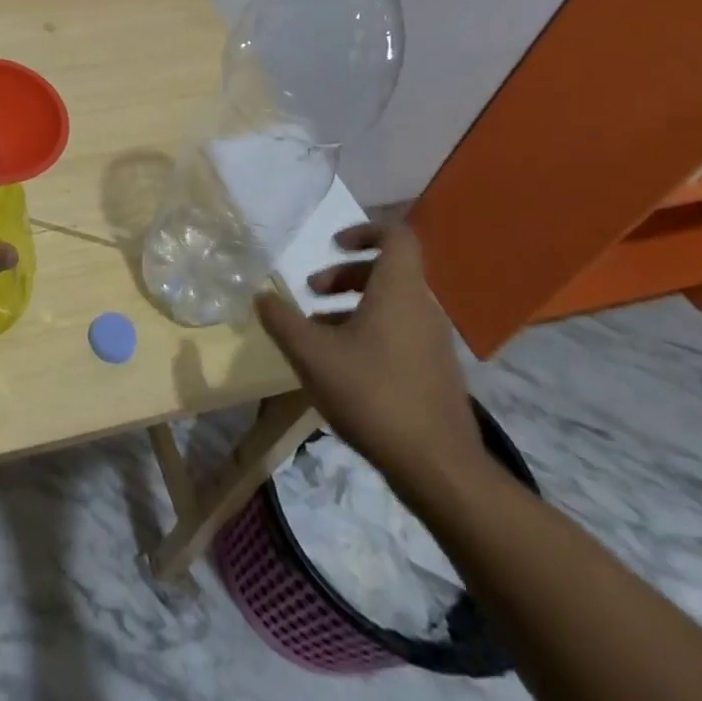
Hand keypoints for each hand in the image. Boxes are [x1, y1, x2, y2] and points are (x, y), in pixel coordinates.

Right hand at [255, 221, 484, 491]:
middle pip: (388, 272)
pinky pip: (401, 334)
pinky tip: (344, 366)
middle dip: (346, 275)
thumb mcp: (312, 354)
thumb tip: (261, 296)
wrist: (439, 470)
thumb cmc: (373, 395)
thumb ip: (282, 320)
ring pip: (393, 305)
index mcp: (399, 292)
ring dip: (354, 306)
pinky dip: (371, 333)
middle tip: (312, 292)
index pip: (397, 237)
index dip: (365, 230)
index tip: (333, 244)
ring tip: (319, 331)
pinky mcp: (436, 374)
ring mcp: (434, 344)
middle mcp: (423, 309)